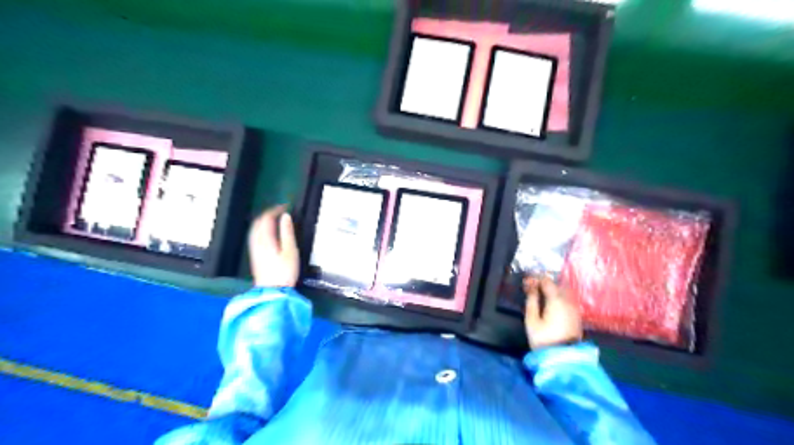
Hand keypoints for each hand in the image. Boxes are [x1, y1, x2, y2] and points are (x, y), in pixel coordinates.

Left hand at [248, 205, 300, 288]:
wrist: (273, 290)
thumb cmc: (284, 272)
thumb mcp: (290, 250)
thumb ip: (287, 232)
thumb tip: (286, 217)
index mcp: (266, 239)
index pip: (266, 218)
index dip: (275, 210)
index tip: (284, 207)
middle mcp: (257, 242)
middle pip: (258, 222)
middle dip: (268, 214)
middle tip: (279, 211)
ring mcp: (254, 249)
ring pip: (254, 229)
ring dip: (263, 222)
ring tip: (273, 220)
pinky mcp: (255, 256)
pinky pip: (254, 236)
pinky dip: (260, 230)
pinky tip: (266, 233)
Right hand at [522, 275, 580, 349]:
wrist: (563, 358)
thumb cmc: (544, 338)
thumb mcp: (532, 320)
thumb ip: (531, 301)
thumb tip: (531, 287)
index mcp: (556, 299)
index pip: (547, 281)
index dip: (536, 279)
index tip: (526, 282)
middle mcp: (568, 300)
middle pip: (557, 284)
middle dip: (544, 283)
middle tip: (531, 287)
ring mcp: (574, 308)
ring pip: (564, 291)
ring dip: (552, 290)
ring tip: (540, 295)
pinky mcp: (576, 316)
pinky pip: (567, 299)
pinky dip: (558, 297)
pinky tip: (550, 303)